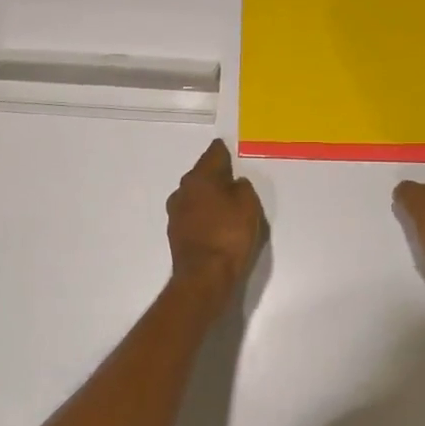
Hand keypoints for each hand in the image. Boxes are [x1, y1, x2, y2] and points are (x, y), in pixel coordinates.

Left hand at [166, 139, 264, 288]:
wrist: (204, 276)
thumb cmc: (229, 235)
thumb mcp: (248, 205)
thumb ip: (243, 188)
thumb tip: (234, 184)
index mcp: (200, 177)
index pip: (213, 154)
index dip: (223, 150)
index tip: (228, 148)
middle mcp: (183, 190)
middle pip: (201, 174)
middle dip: (215, 174)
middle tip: (231, 177)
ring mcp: (176, 212)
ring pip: (194, 194)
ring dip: (207, 195)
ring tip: (225, 202)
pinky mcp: (176, 232)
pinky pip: (193, 214)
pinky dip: (203, 214)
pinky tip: (215, 222)